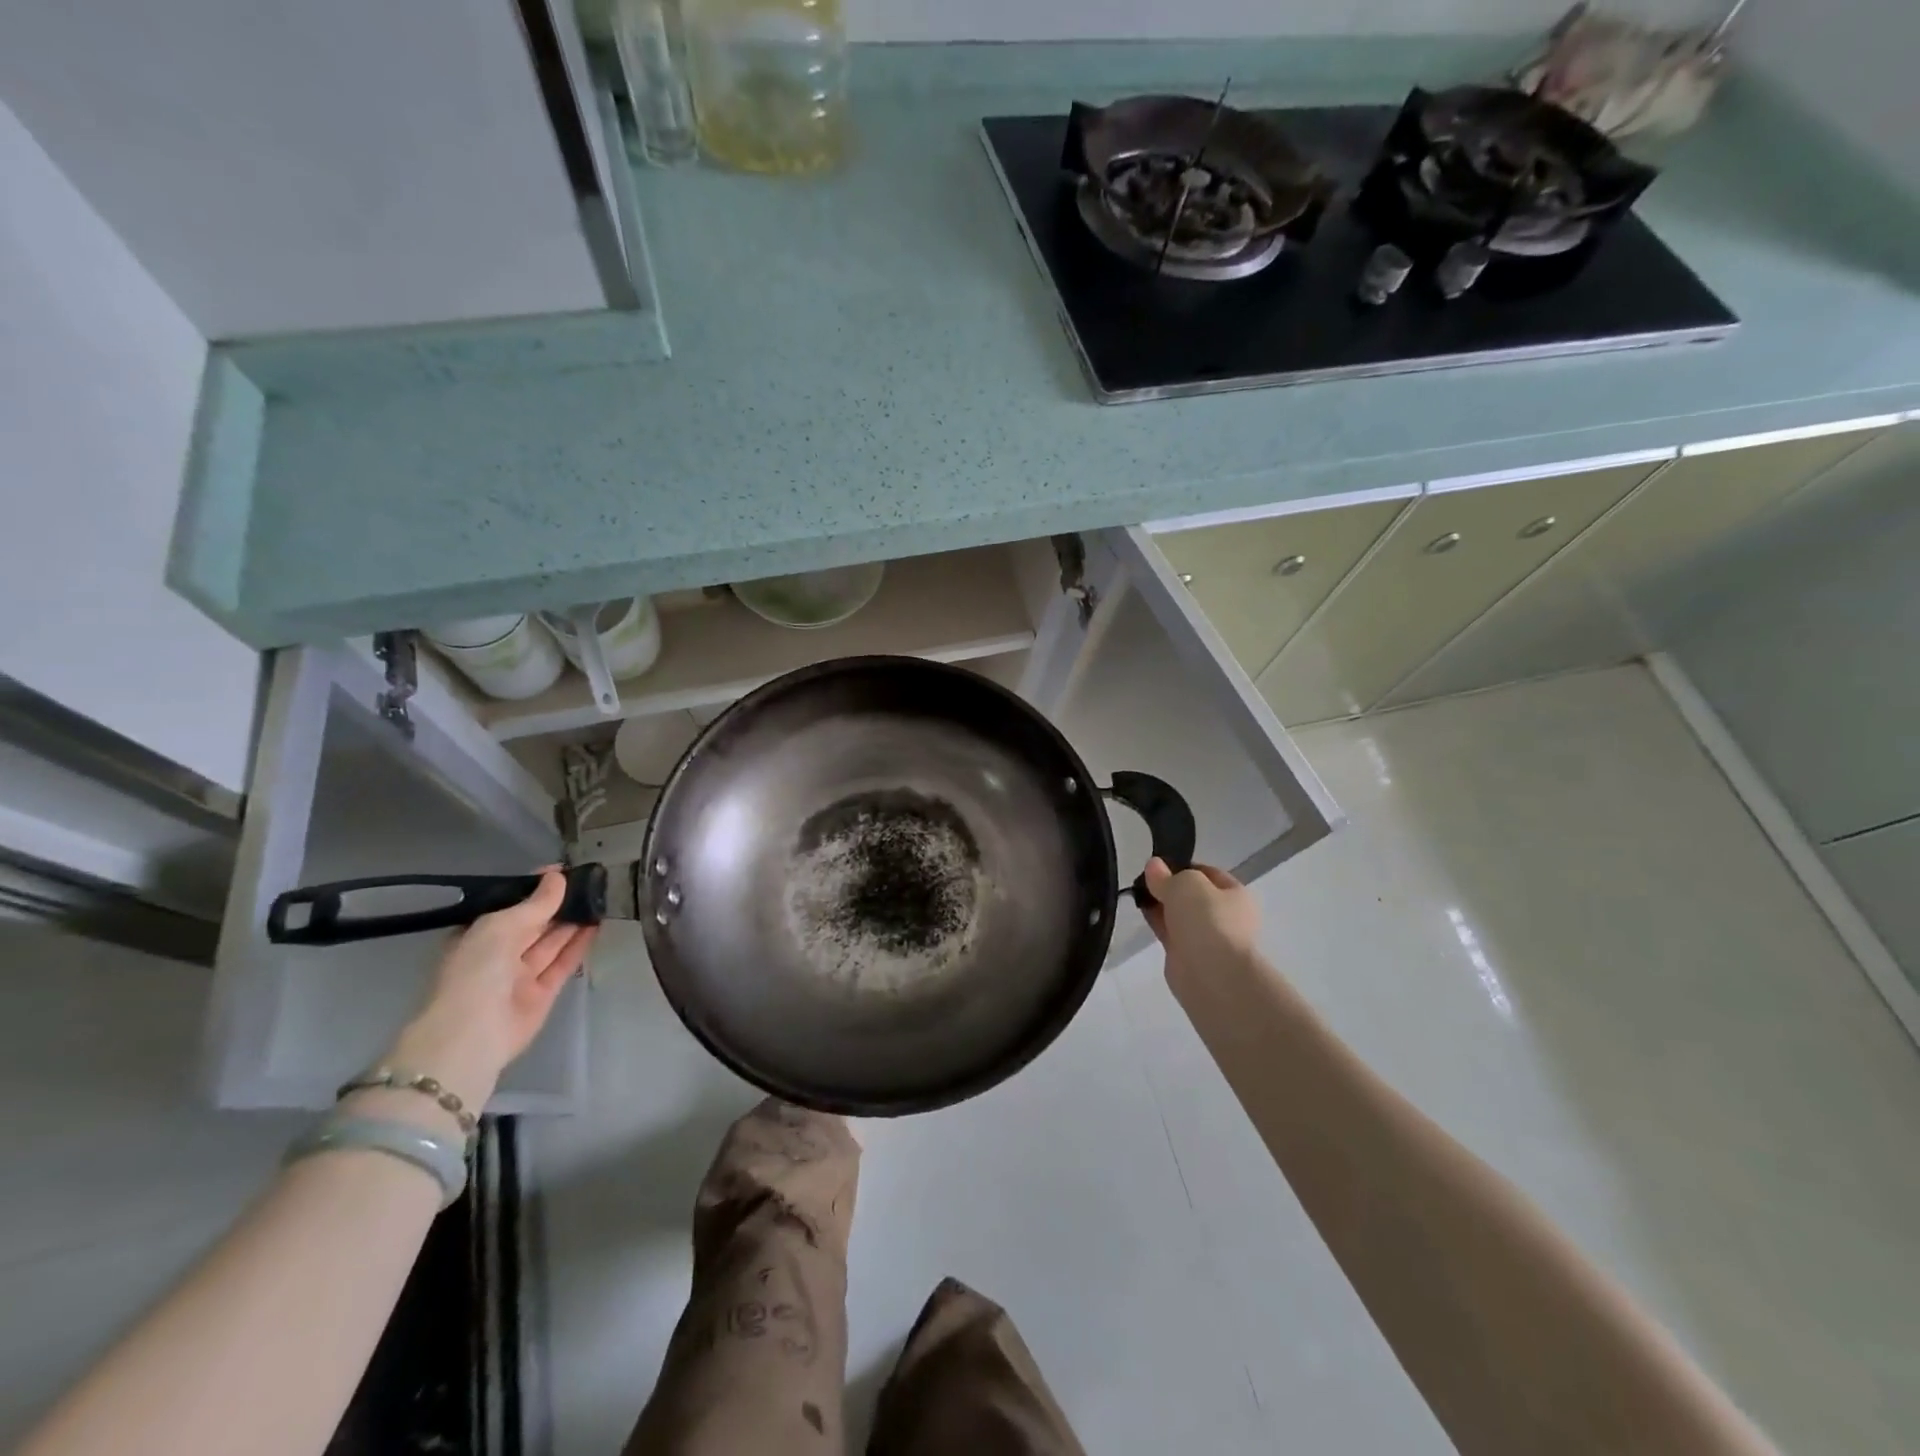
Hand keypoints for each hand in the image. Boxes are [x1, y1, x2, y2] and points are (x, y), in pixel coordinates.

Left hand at [383, 869, 598, 1109]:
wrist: (473, 1034)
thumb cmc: (476, 971)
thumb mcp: (501, 927)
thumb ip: (535, 903)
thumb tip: (559, 877)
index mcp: (476, 937)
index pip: (508, 906)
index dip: (533, 889)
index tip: (560, 871)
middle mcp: (497, 955)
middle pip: (532, 924)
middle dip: (556, 904)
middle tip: (587, 882)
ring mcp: (520, 976)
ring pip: (550, 943)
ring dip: (572, 922)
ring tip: (597, 898)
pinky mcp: (542, 993)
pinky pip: (563, 963)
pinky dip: (578, 945)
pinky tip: (596, 925)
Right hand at [1140, 858, 1260, 974]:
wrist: (1211, 974)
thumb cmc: (1207, 920)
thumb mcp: (1185, 884)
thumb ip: (1167, 875)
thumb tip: (1154, 866)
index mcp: (1235, 895)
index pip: (1207, 873)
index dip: (1182, 866)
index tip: (1157, 865)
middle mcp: (1224, 916)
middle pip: (1192, 896)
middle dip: (1169, 887)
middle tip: (1143, 879)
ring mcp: (1206, 938)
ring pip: (1179, 915)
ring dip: (1161, 905)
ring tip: (1137, 893)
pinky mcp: (1187, 956)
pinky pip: (1169, 932)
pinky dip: (1156, 922)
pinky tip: (1140, 912)